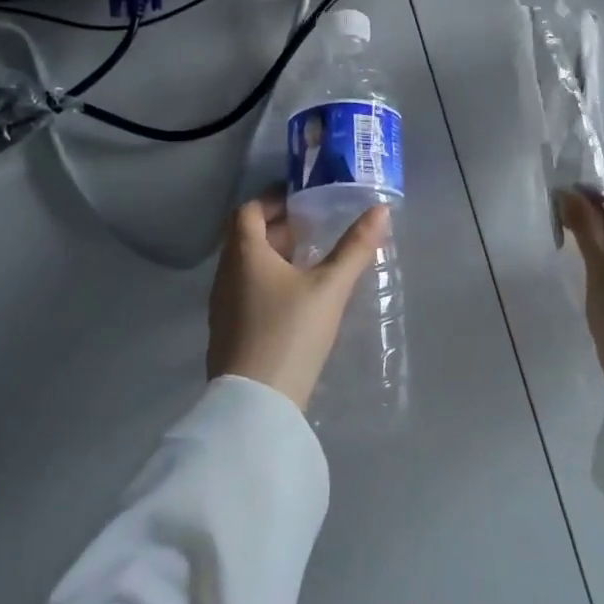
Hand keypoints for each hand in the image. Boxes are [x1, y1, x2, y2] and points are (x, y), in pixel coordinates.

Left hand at [207, 191, 389, 410]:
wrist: (255, 404)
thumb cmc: (290, 332)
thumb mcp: (329, 287)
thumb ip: (355, 247)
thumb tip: (381, 210)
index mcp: (244, 254)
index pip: (248, 211)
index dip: (272, 199)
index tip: (301, 199)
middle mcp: (226, 274)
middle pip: (245, 238)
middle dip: (277, 228)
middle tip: (313, 229)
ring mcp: (222, 306)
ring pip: (245, 267)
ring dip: (273, 256)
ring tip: (309, 262)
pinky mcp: (226, 332)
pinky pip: (245, 292)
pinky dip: (267, 282)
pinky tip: (295, 300)